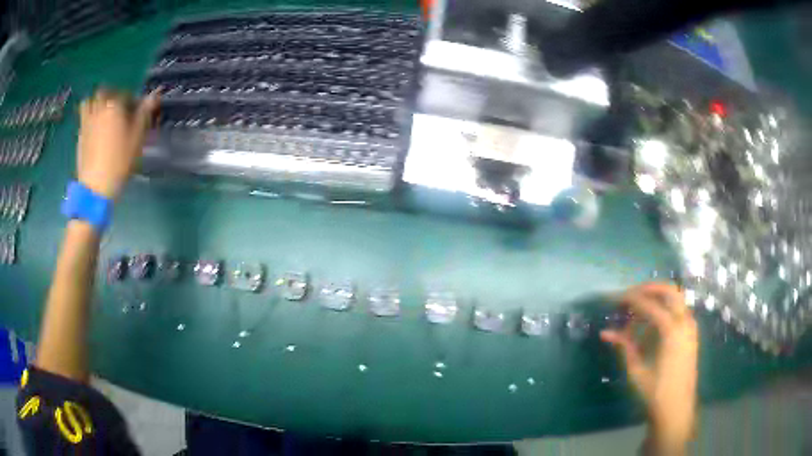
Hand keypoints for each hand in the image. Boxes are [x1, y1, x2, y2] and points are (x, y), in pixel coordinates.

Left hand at [76, 89, 158, 198]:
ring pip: (89, 102)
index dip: (132, 101)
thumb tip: (154, 95)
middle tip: (117, 109)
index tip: (136, 112)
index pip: (126, 94)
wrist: (95, 186)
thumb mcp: (136, 138)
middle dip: (111, 96)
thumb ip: (144, 114)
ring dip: (95, 103)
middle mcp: (99, 107)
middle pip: (104, 92)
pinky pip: (83, 117)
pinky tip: (94, 128)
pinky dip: (88, 117)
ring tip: (101, 114)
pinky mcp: (79, 135)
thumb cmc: (119, 161)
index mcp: (114, 105)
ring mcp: (86, 121)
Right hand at [600, 282, 698, 454]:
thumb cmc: (655, 392)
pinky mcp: (692, 333)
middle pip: (668, 290)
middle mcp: (684, 321)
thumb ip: (624, 347)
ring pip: (676, 297)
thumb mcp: (637, 370)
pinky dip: (665, 307)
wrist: (677, 408)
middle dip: (648, 288)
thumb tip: (605, 332)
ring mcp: (691, 326)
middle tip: (630, 294)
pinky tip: (652, 322)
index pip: (649, 304)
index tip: (615, 298)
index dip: (631, 299)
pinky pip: (679, 310)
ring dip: (658, 296)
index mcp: (671, 330)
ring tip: (639, 307)